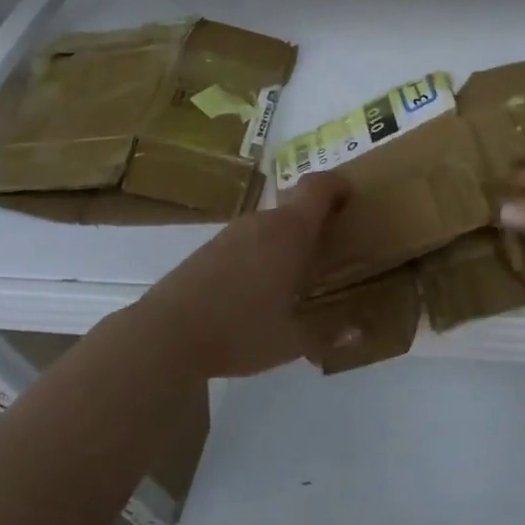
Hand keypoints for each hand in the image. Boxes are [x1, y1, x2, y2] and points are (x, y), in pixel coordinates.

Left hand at [128, 173, 350, 378]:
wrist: (165, 335)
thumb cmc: (240, 330)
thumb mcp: (293, 340)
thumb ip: (329, 334)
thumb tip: (359, 333)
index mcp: (290, 232)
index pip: (318, 187)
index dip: (338, 184)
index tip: (351, 197)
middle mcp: (261, 223)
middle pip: (295, 207)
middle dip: (316, 222)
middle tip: (331, 250)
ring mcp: (230, 234)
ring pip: (269, 226)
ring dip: (287, 241)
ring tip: (297, 276)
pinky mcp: (208, 250)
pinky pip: (247, 241)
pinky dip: (262, 254)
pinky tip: (258, 290)